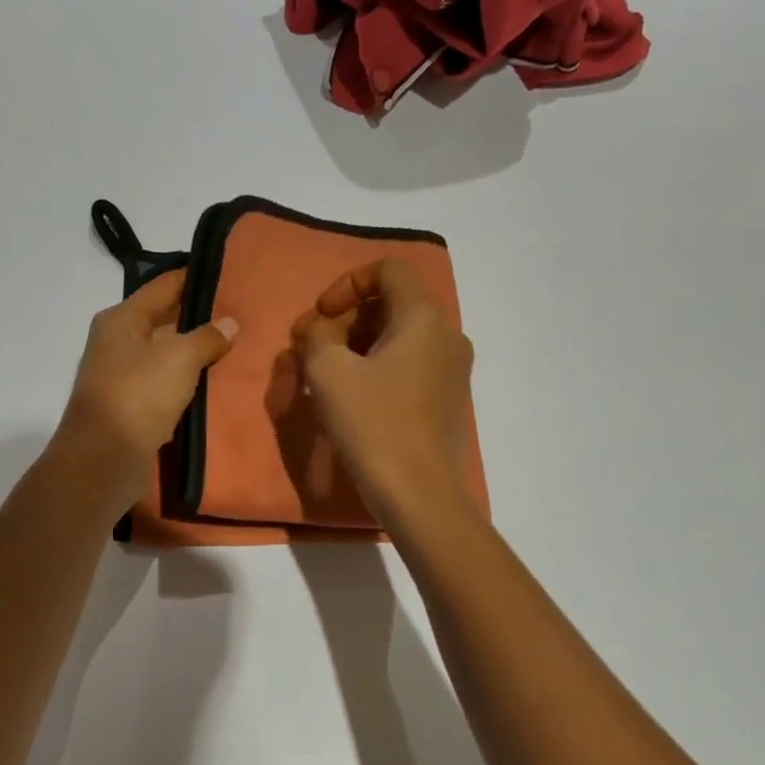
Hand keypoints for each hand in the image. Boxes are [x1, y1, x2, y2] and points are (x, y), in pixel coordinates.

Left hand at [58, 269, 236, 505]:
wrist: (104, 459)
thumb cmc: (138, 395)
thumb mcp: (179, 357)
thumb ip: (207, 337)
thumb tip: (229, 323)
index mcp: (121, 320)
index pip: (163, 287)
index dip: (195, 279)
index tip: (230, 274)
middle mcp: (118, 343)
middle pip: (165, 321)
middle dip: (200, 319)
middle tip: (242, 314)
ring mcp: (123, 378)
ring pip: (168, 357)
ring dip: (197, 355)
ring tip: (238, 347)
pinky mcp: (133, 409)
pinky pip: (167, 387)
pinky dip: (189, 385)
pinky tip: (217, 384)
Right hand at [291, 259, 474, 520]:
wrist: (420, 494)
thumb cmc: (373, 425)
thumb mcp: (328, 372)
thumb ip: (317, 336)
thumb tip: (320, 331)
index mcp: (423, 318)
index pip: (388, 270)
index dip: (347, 283)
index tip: (321, 316)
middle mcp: (447, 336)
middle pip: (391, 305)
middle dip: (346, 320)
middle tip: (310, 349)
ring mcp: (453, 371)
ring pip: (399, 339)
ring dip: (357, 347)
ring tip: (323, 377)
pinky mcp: (448, 401)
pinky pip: (409, 367)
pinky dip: (378, 369)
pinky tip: (351, 400)